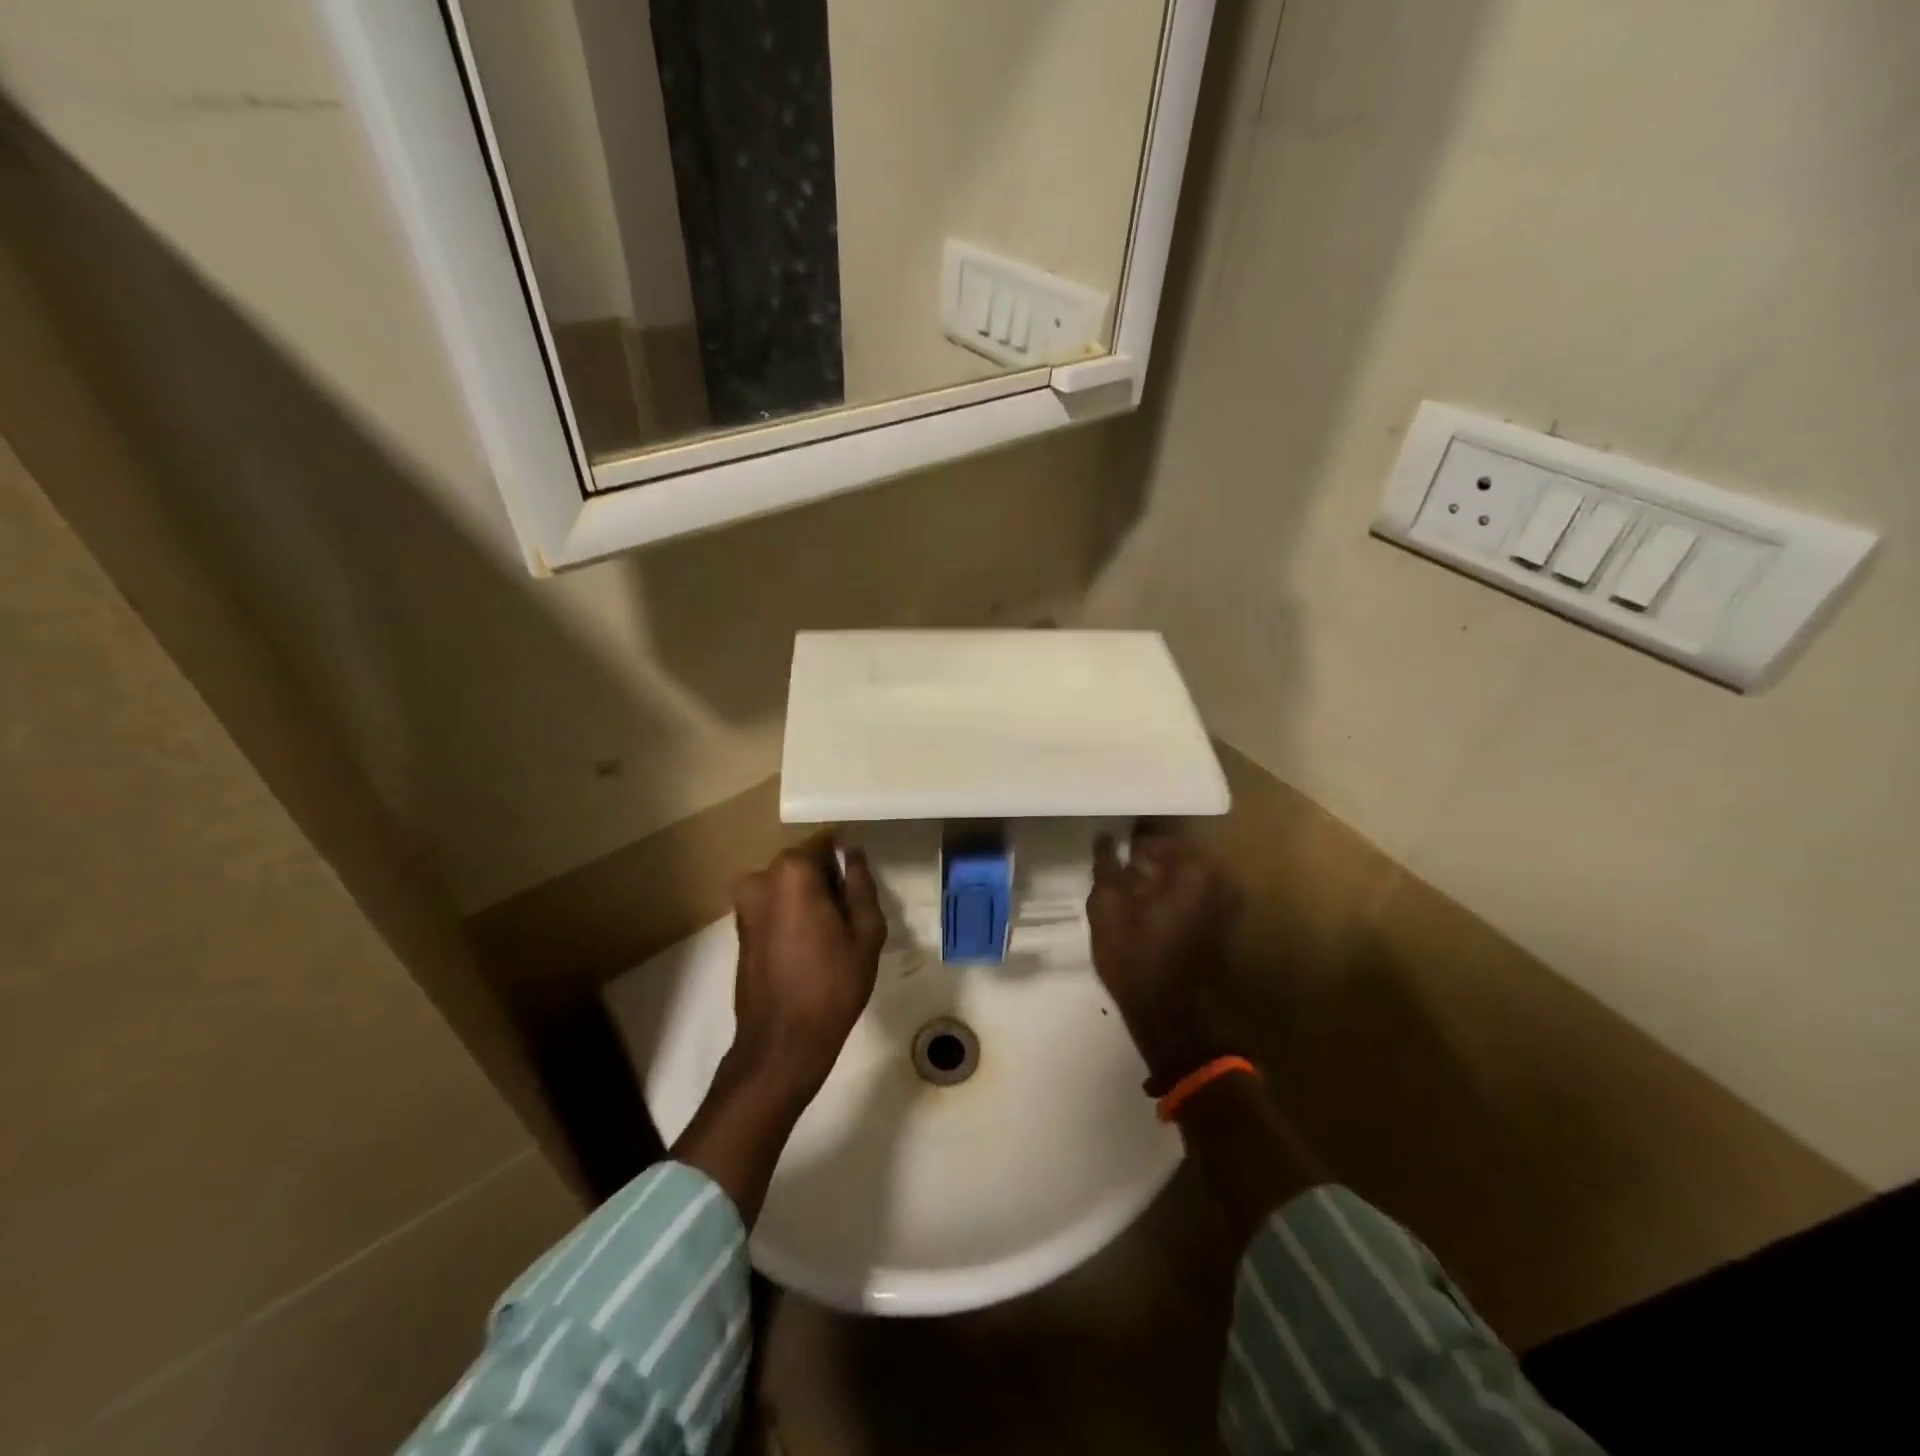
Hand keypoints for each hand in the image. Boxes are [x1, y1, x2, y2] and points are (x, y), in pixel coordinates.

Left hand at [725, 834, 886, 1109]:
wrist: (782, 1042)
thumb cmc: (833, 984)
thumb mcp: (866, 931)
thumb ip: (861, 883)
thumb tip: (852, 853)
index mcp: (793, 871)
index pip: (826, 842)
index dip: (847, 857)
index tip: (861, 881)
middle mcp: (762, 878)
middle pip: (805, 862)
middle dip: (828, 879)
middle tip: (852, 913)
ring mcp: (745, 903)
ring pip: (789, 886)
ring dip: (810, 898)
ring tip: (833, 934)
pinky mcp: (740, 928)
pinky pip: (774, 906)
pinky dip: (793, 914)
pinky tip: (811, 946)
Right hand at [1088, 825, 1242, 1085]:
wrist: (1172, 1020)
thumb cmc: (1137, 959)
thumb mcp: (1107, 908)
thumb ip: (1106, 866)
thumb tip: (1106, 838)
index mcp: (1195, 868)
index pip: (1158, 836)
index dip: (1131, 841)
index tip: (1111, 848)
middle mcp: (1220, 879)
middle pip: (1175, 855)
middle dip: (1146, 861)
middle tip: (1118, 872)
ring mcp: (1227, 905)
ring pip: (1185, 878)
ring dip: (1158, 881)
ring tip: (1129, 894)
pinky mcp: (1223, 927)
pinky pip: (1194, 897)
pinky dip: (1172, 898)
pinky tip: (1146, 913)